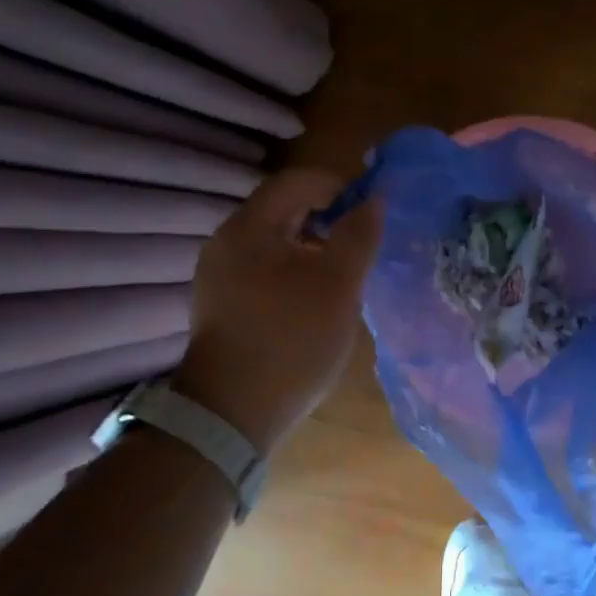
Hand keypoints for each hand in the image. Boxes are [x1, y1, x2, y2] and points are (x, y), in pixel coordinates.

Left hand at [172, 168, 382, 453]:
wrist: (231, 414)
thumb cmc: (291, 340)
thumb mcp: (338, 285)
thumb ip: (359, 235)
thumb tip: (375, 198)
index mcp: (250, 227)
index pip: (298, 181)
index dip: (339, 186)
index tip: (371, 211)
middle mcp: (227, 242)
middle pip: (285, 209)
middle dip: (329, 218)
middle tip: (363, 244)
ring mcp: (220, 275)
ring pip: (277, 242)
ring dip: (314, 246)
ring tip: (346, 274)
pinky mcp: (223, 304)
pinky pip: (265, 269)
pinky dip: (295, 270)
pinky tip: (316, 300)